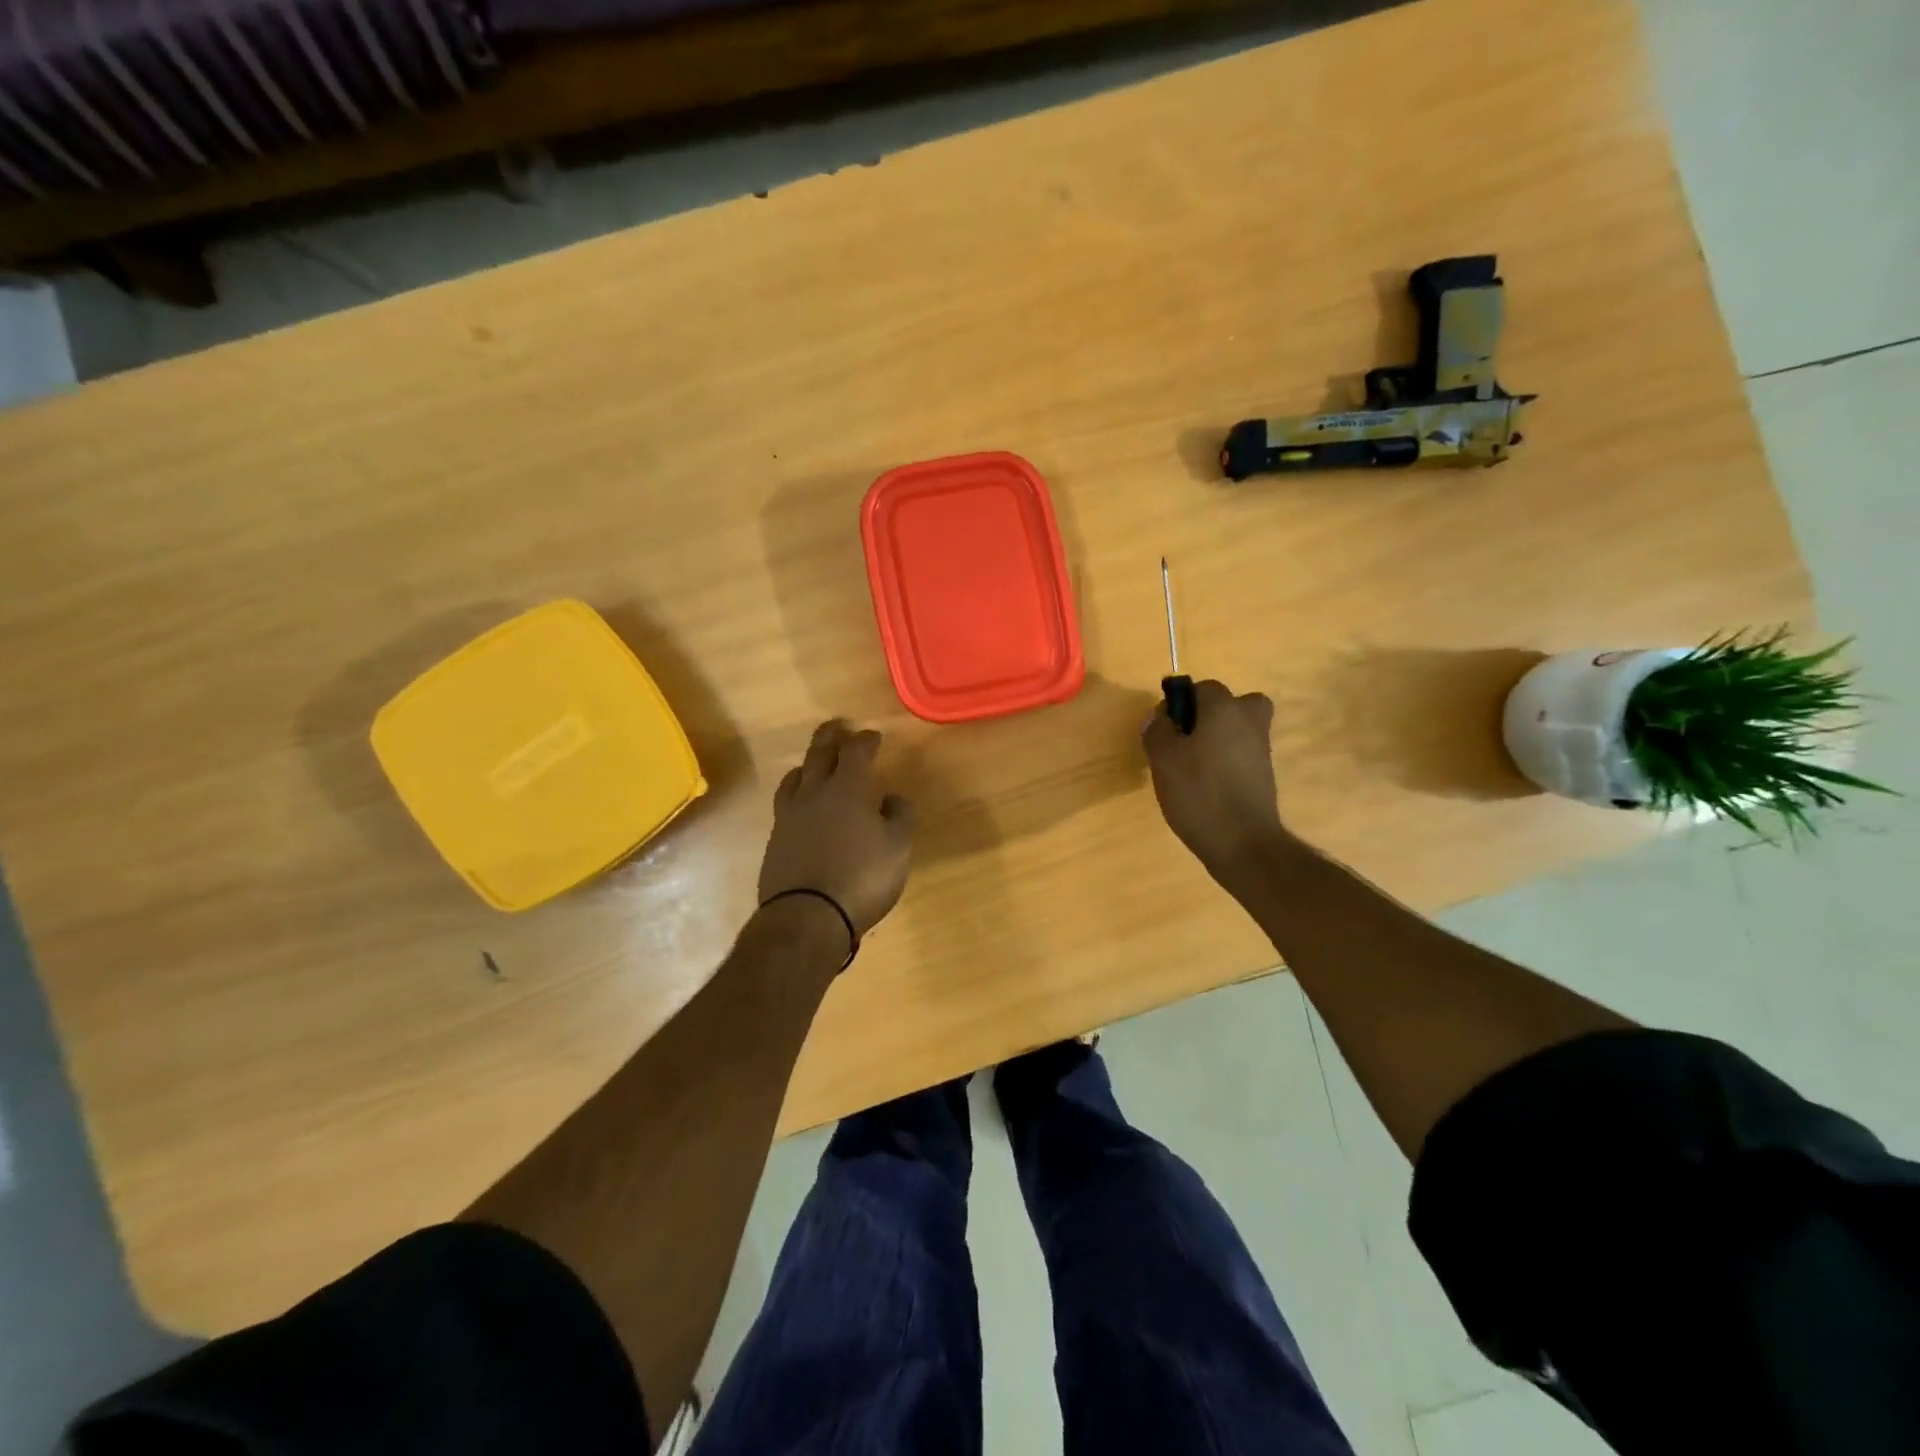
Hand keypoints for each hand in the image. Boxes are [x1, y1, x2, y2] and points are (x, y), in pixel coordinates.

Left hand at [759, 720, 914, 941]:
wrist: (807, 916)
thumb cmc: (861, 877)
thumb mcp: (897, 847)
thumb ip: (899, 817)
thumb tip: (892, 798)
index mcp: (846, 789)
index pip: (855, 752)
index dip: (865, 741)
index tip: (873, 736)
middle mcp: (813, 794)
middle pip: (819, 755)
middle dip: (830, 737)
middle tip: (836, 727)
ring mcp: (789, 817)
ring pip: (795, 778)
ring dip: (807, 765)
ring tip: (813, 764)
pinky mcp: (776, 841)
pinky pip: (785, 804)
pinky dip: (796, 795)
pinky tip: (802, 806)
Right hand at [1143, 680, 1289, 879]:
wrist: (1243, 843)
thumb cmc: (1198, 792)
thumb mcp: (1163, 758)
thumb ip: (1157, 730)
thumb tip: (1161, 717)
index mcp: (1225, 708)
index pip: (1203, 687)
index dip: (1180, 703)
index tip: (1165, 729)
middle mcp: (1250, 721)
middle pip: (1231, 704)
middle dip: (1208, 716)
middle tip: (1185, 740)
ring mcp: (1261, 749)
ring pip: (1238, 729)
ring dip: (1217, 739)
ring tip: (1191, 767)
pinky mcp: (1265, 775)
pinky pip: (1242, 754)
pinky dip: (1227, 761)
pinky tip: (1206, 786)